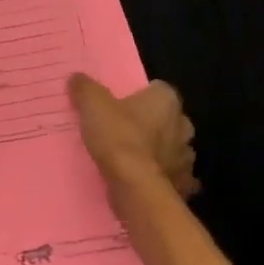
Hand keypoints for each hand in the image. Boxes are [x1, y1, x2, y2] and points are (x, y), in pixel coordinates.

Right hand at [68, 73, 199, 195]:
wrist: (135, 186)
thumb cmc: (118, 138)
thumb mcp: (92, 105)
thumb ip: (85, 88)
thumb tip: (77, 77)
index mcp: (167, 101)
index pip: (158, 89)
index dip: (140, 95)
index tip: (122, 103)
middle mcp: (183, 125)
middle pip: (168, 119)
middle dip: (153, 123)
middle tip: (125, 129)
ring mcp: (186, 157)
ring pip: (173, 148)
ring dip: (159, 151)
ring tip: (133, 157)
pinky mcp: (183, 183)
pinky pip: (174, 176)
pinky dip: (162, 177)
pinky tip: (144, 180)